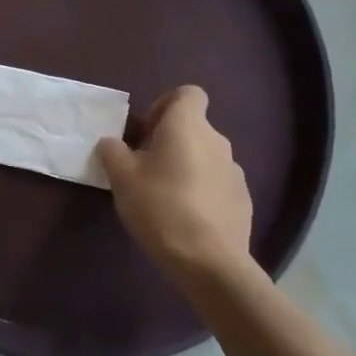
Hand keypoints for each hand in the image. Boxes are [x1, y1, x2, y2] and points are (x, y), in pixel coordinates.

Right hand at [97, 86, 254, 285]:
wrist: (209, 262)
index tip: (146, 131)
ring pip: (204, 156)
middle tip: (144, 168)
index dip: (165, 104)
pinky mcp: (243, 200)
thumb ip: (112, 151)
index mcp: (188, 125)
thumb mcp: (121, 177)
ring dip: (185, 166)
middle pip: (193, 127)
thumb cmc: (160, 207)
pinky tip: (186, 219)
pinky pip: (217, 183)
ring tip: (164, 197)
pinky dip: (201, 191)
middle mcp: (217, 140)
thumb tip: (112, 143)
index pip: (187, 93)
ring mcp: (235, 171)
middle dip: (169, 141)